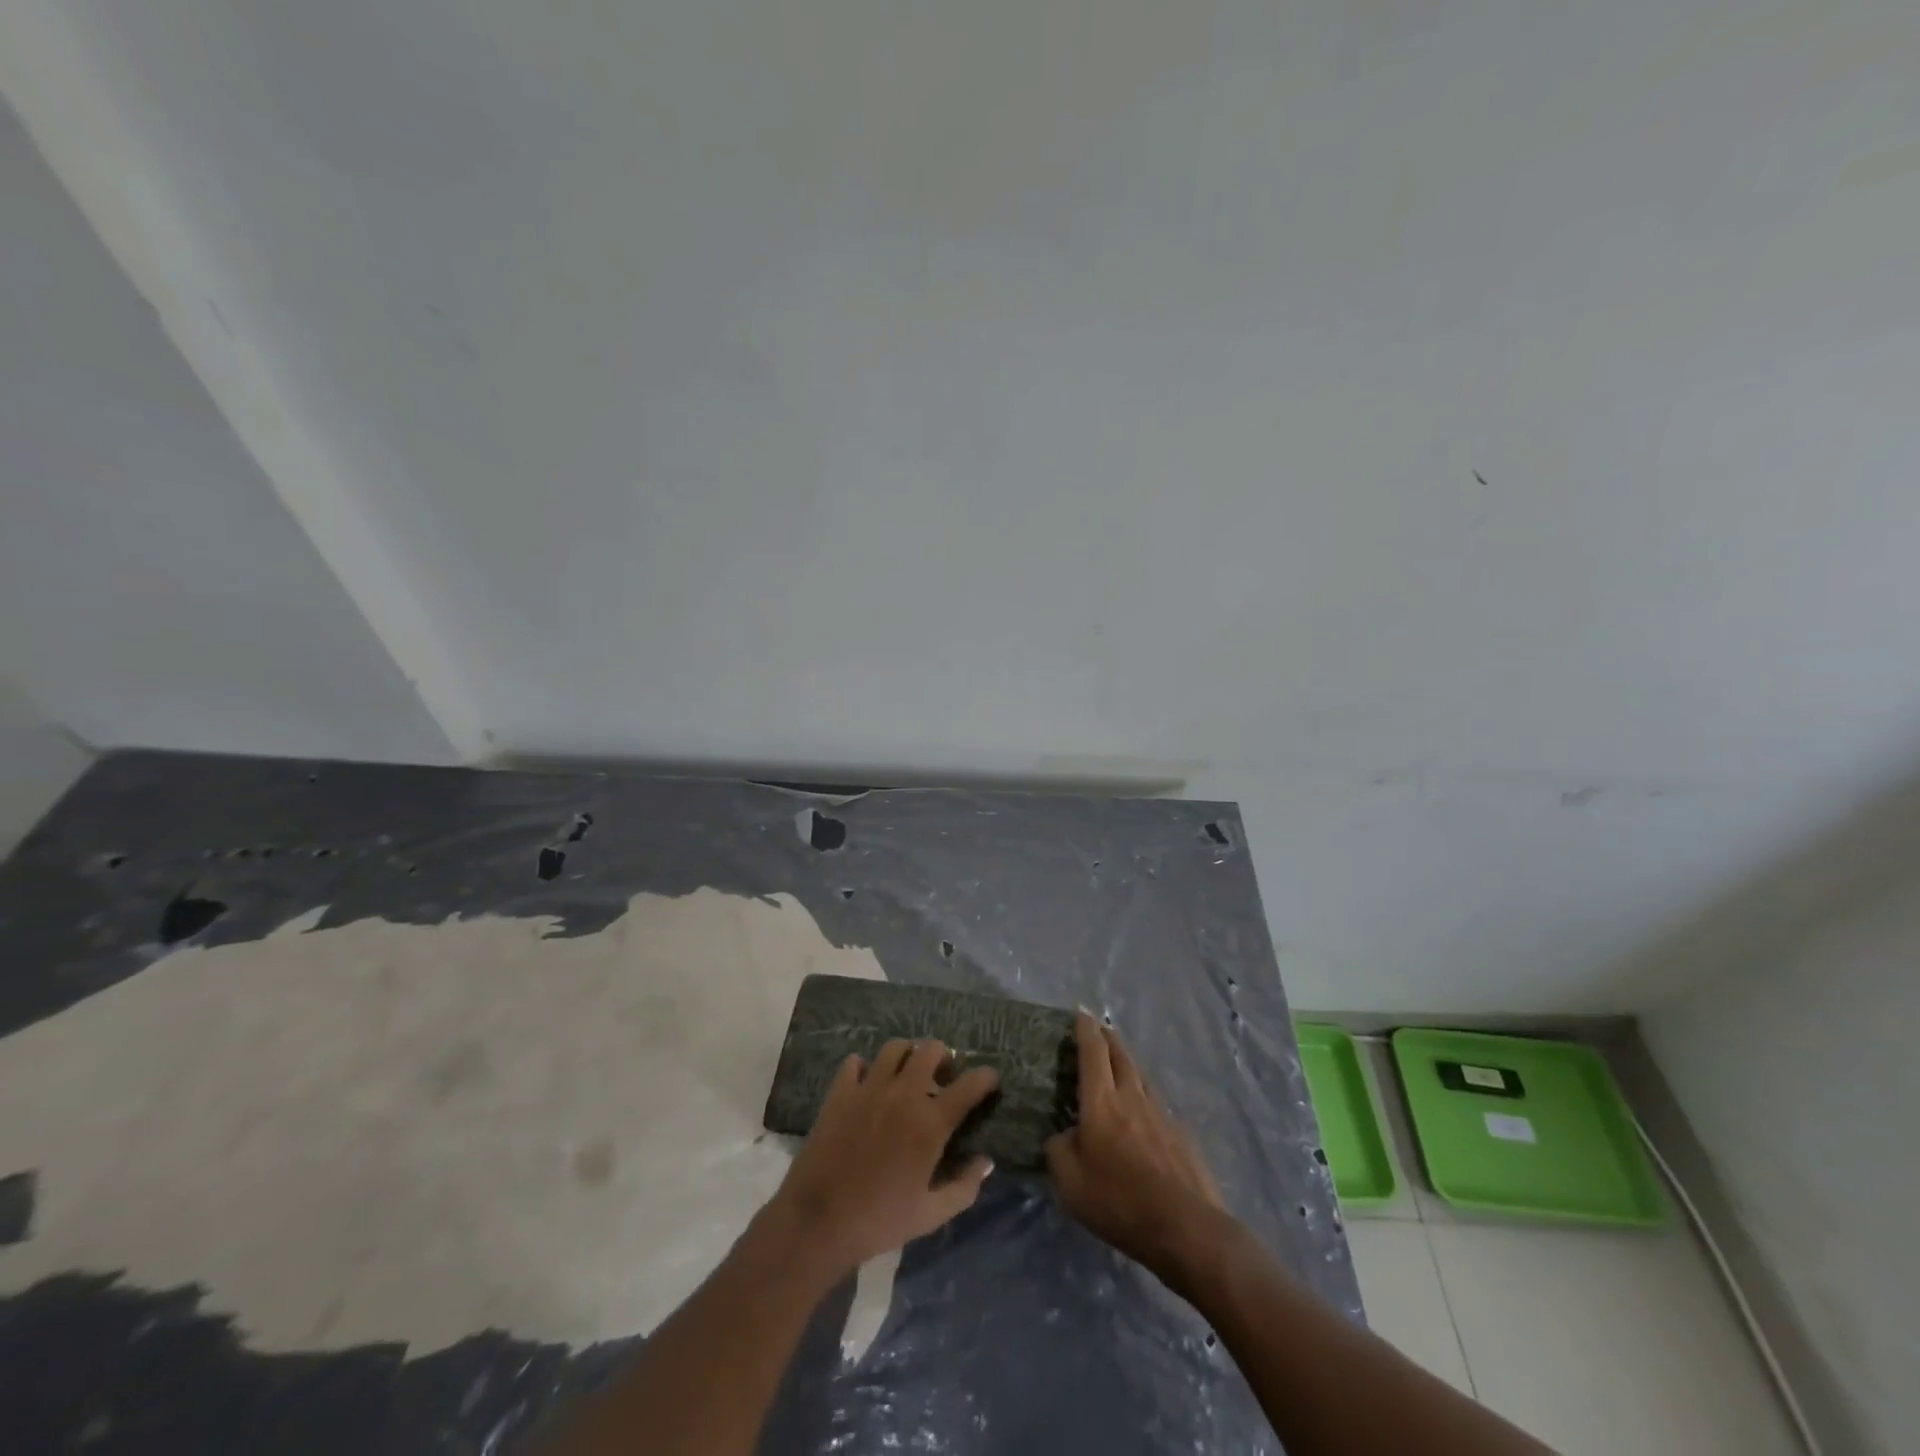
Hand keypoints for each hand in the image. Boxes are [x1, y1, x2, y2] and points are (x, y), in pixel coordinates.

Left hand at [767, 1039, 999, 1278]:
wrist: (818, 1221)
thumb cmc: (879, 1221)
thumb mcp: (930, 1215)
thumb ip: (964, 1187)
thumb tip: (986, 1162)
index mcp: (930, 1123)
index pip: (969, 1085)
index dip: (986, 1078)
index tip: (990, 1080)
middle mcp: (903, 1094)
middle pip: (931, 1050)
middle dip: (944, 1058)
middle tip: (942, 1078)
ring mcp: (869, 1088)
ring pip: (895, 1048)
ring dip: (907, 1056)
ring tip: (906, 1076)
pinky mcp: (840, 1091)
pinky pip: (855, 1062)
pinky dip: (865, 1068)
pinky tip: (867, 1086)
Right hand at [1046, 1012, 1226, 1278]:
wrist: (1186, 1227)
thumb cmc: (1119, 1202)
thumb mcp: (1070, 1183)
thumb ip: (1059, 1151)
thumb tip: (1063, 1136)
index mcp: (1101, 1103)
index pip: (1092, 1052)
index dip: (1085, 1029)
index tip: (1081, 1012)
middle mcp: (1132, 1098)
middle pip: (1121, 1055)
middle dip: (1108, 1037)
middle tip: (1099, 1027)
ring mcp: (1161, 1114)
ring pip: (1141, 1076)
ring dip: (1128, 1063)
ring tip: (1120, 1062)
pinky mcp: (1181, 1135)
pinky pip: (1157, 1104)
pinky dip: (1145, 1097)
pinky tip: (1143, 1113)